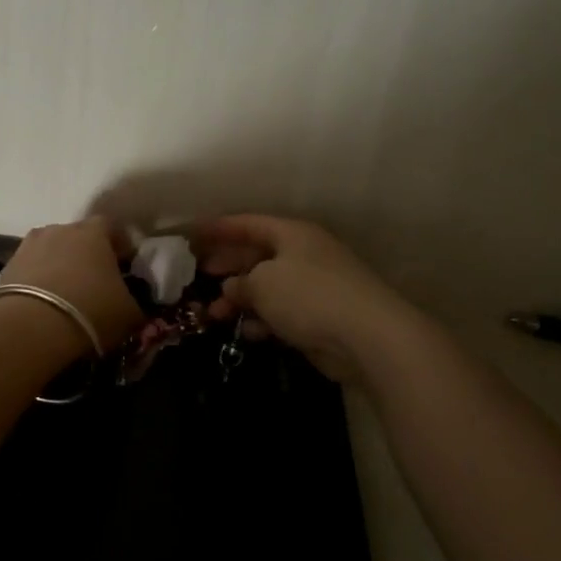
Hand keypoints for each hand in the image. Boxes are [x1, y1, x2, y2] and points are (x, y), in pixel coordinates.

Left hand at [1, 216, 143, 351]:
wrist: (30, 326)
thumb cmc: (90, 311)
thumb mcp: (129, 313)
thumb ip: (136, 302)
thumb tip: (135, 303)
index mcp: (94, 232)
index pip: (111, 227)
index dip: (119, 246)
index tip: (125, 266)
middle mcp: (60, 229)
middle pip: (78, 237)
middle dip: (86, 255)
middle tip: (95, 282)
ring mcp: (29, 245)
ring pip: (51, 252)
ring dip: (59, 267)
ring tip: (66, 295)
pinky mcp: (7, 266)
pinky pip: (30, 269)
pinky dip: (38, 282)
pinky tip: (43, 305)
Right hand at [189, 215, 414, 383]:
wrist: (368, 337)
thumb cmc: (309, 296)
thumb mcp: (262, 283)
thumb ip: (240, 283)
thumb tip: (231, 287)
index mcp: (292, 234)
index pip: (248, 224)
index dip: (219, 228)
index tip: (192, 234)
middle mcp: (303, 255)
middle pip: (257, 255)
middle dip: (228, 265)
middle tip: (199, 274)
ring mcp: (314, 287)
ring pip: (268, 288)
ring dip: (241, 299)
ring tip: (214, 313)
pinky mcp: (320, 317)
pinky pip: (282, 313)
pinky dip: (262, 320)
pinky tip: (245, 332)